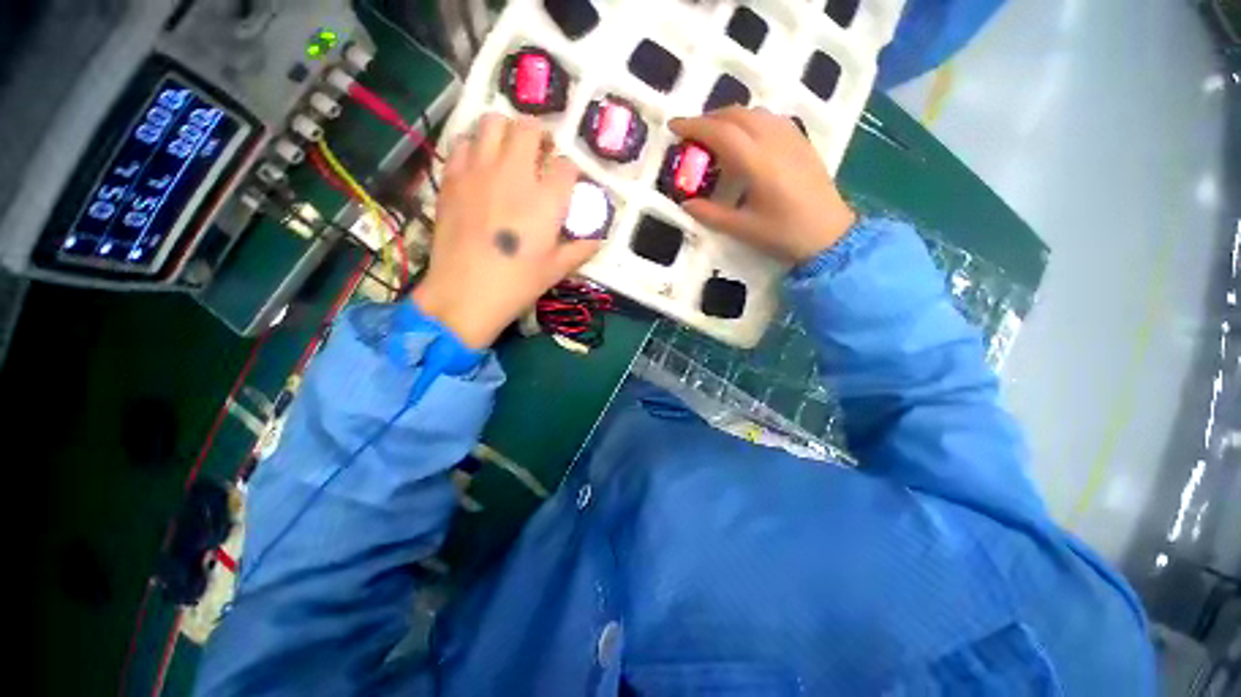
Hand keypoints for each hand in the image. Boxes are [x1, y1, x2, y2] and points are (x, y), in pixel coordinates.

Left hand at [412, 114, 599, 348]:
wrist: (465, 293)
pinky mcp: (453, 177)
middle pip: (530, 128)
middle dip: (540, 136)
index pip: (566, 166)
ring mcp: (480, 171)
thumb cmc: (517, 283)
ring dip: (506, 132)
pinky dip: (476, 146)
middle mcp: (515, 174)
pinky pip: (464, 143)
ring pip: (493, 122)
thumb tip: (597, 238)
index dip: (570, 172)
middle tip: (540, 154)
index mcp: (546, 199)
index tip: (568, 183)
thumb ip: (580, 249)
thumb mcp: (556, 270)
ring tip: (509, 152)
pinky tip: (480, 166)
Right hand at [669, 107, 856, 263]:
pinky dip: (750, 120)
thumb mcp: (742, 228)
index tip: (674, 126)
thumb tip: (685, 204)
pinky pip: (771, 118)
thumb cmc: (783, 233)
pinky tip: (746, 136)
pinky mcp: (801, 141)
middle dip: (709, 118)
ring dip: (729, 117)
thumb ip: (710, 214)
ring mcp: (791, 137)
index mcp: (757, 162)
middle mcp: (774, 140)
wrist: (829, 234)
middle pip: (736, 115)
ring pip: (755, 112)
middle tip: (691, 134)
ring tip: (715, 135)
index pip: (720, 132)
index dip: (694, 126)